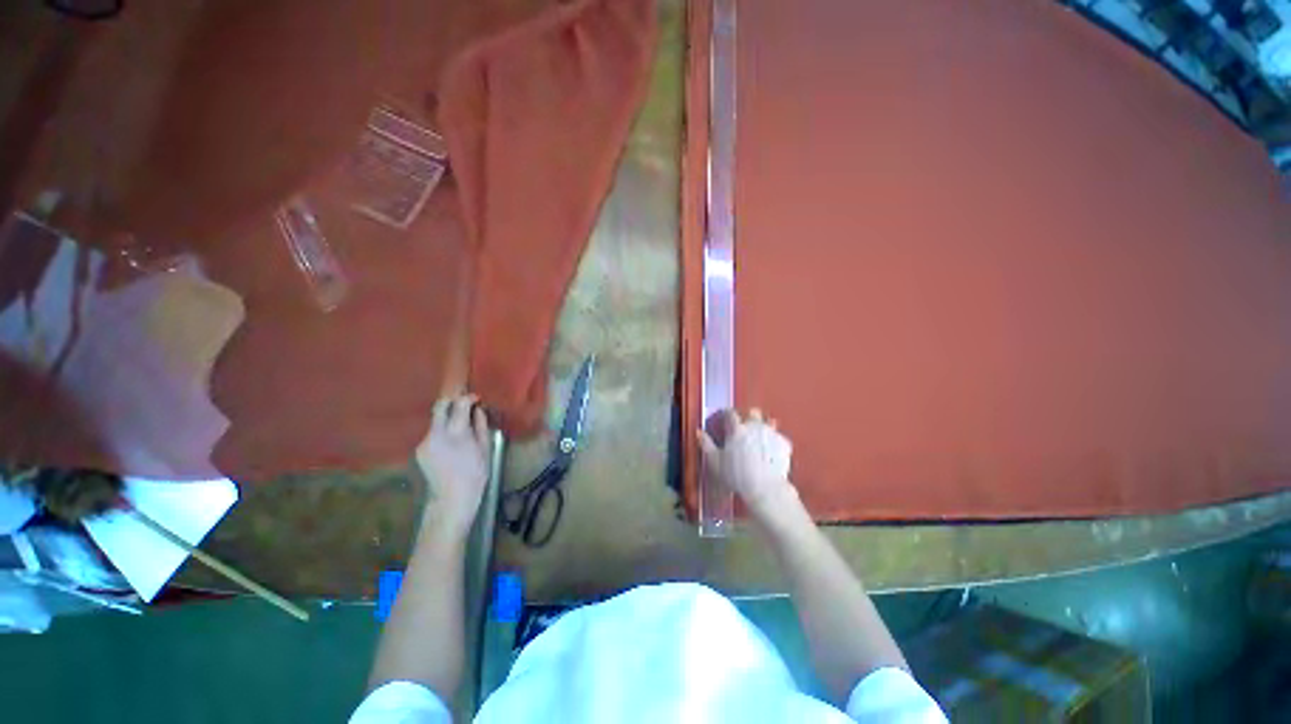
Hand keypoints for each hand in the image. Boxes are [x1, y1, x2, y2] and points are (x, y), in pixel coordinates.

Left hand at [415, 394, 491, 539]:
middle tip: (464, 404)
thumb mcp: (484, 448)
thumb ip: (480, 426)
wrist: (452, 499)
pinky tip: (452, 443)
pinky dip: (443, 432)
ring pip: (435, 421)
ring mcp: (424, 442)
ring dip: (448, 419)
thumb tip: (478, 410)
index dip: (468, 398)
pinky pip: (433, 434)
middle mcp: (435, 434)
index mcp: (456, 433)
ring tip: (461, 426)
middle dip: (451, 402)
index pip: (459, 405)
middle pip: (439, 407)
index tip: (476, 399)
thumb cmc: (475, 474)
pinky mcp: (419, 450)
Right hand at [697, 408, 794, 517]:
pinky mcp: (784, 444)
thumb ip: (706, 444)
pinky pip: (779, 438)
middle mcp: (755, 426)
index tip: (724, 417)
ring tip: (759, 440)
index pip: (730, 413)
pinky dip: (775, 442)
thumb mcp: (715, 461)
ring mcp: (771, 434)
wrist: (765, 488)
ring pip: (768, 423)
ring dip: (763, 428)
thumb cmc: (737, 475)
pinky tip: (771, 452)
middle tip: (744, 428)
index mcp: (737, 429)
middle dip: (748, 417)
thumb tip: (699, 432)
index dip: (726, 414)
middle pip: (753, 413)